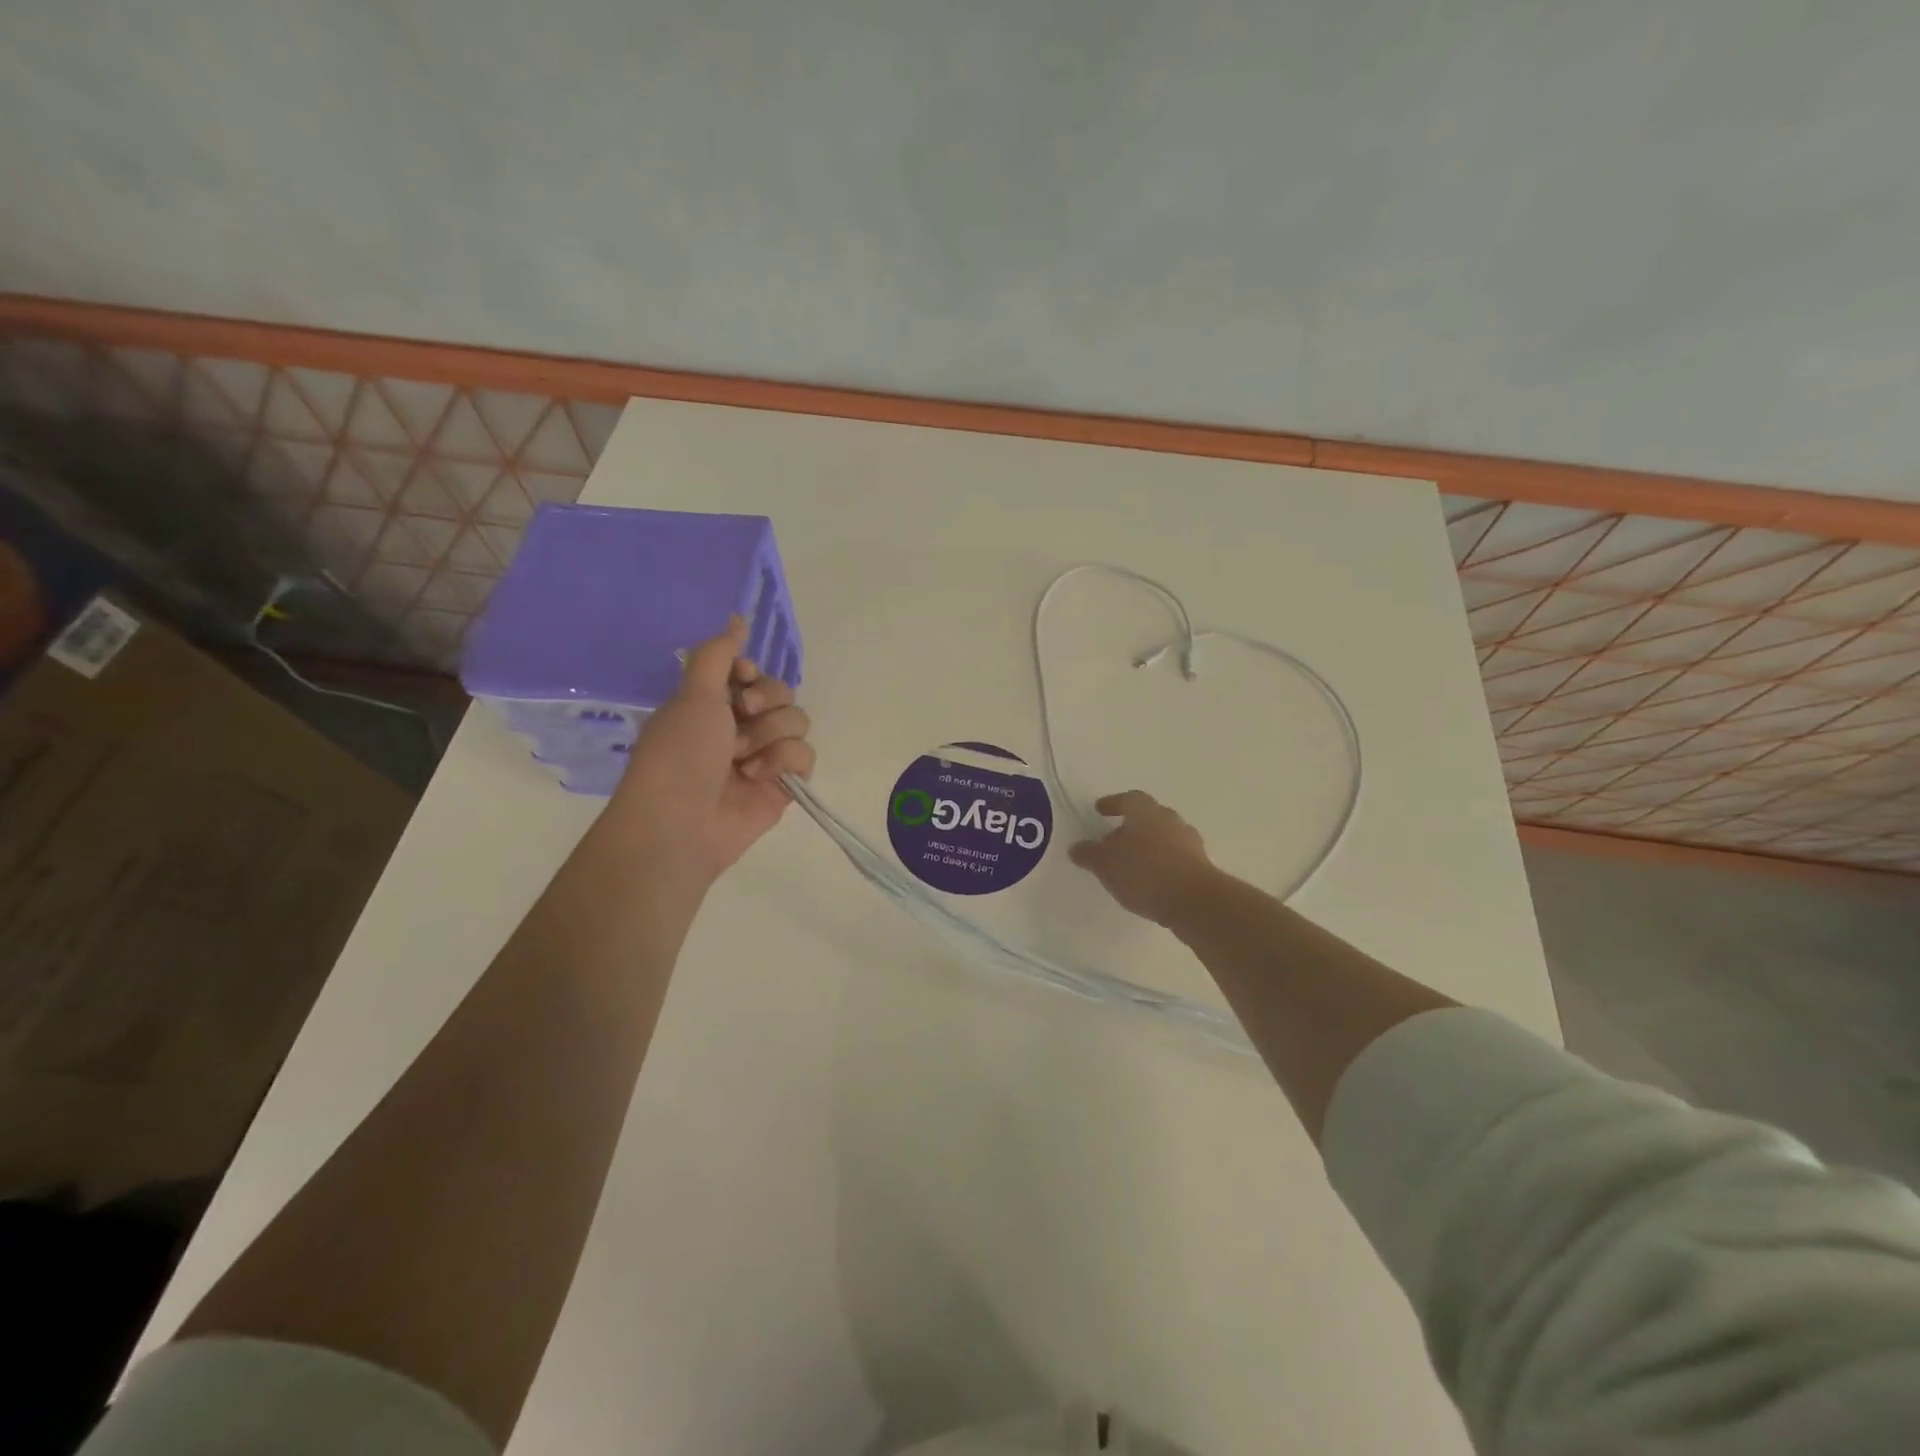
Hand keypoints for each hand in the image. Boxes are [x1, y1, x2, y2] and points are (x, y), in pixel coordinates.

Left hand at [607, 616, 815, 882]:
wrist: (682, 823)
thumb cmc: (678, 754)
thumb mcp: (693, 694)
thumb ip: (718, 653)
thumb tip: (738, 617)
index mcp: (713, 704)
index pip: (753, 672)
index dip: (752, 673)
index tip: (740, 680)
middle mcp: (740, 727)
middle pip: (782, 693)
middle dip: (764, 704)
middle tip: (740, 719)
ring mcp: (764, 756)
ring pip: (798, 722)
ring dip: (769, 736)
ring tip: (742, 760)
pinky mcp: (783, 784)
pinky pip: (806, 755)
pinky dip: (783, 762)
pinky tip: (757, 778)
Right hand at [1069, 791, 1219, 927]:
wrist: (1195, 901)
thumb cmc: (1145, 873)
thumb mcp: (1106, 864)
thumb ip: (1089, 854)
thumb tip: (1076, 847)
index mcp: (1146, 812)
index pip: (1129, 799)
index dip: (1113, 803)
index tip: (1100, 810)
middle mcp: (1170, 820)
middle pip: (1148, 817)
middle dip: (1129, 827)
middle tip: (1112, 841)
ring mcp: (1189, 843)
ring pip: (1163, 837)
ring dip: (1147, 846)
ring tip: (1129, 864)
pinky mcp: (1200, 866)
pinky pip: (1174, 857)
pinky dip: (1160, 863)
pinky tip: (1149, 880)